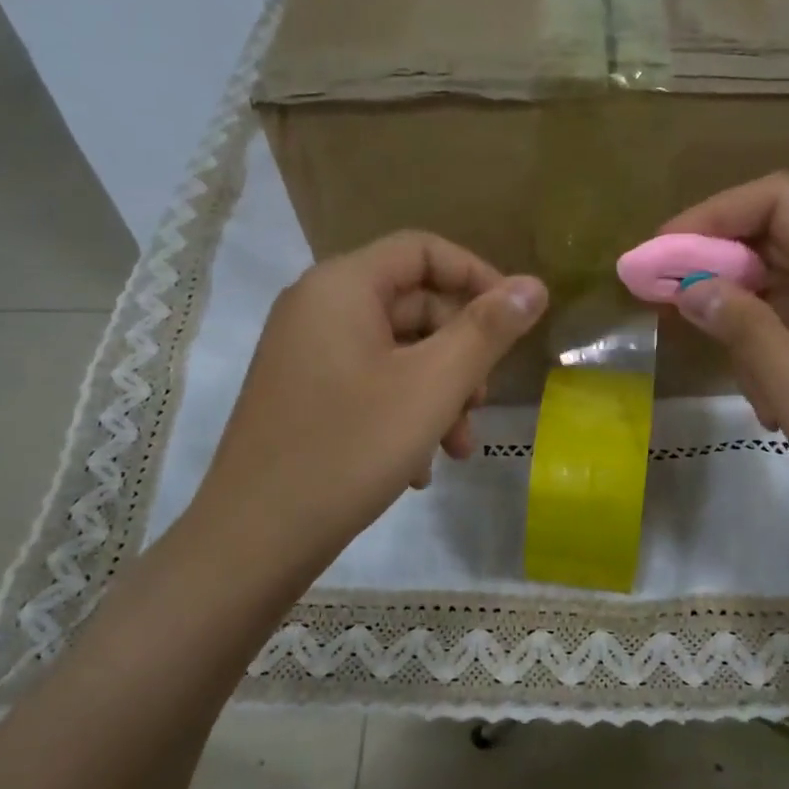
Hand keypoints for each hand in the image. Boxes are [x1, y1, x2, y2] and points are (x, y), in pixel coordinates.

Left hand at [186, 231, 546, 576]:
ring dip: (438, 395)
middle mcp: (317, 308)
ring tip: (456, 450)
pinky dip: (404, 415)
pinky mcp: (303, 396)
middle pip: (413, 306)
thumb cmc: (351, 449)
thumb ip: (487, 331)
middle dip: (460, 355)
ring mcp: (305, 355)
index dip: (478, 277)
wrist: (255, 537)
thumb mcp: (434, 386)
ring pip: (396, 354)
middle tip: (481, 405)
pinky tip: (417, 469)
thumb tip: (533, 286)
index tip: (516, 323)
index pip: (423, 250)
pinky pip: (369, 385)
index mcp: (342, 287)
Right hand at [662, 173, 788, 539]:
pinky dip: (780, 352)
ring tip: (755, 392)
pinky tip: (778, 405)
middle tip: (671, 309)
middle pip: (779, 240)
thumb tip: (693, 286)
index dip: (713, 215)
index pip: (778, 200)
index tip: (663, 254)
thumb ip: (744, 330)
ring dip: (753, 328)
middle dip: (721, 273)